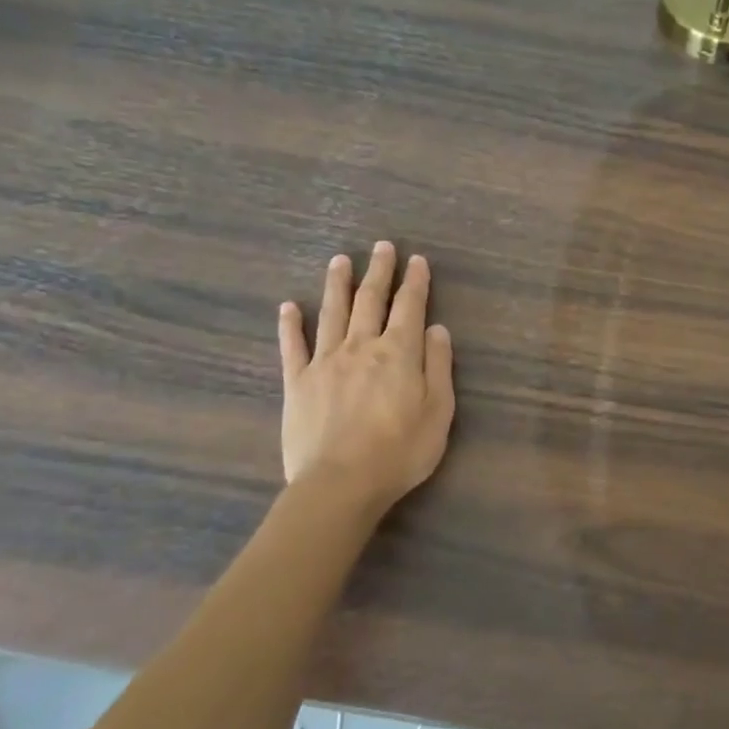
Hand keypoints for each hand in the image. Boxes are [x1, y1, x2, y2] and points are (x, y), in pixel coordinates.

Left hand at [276, 242, 455, 514]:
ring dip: (337, 284)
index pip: (409, 306)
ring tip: (340, 260)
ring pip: (331, 313)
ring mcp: (325, 362)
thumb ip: (438, 366)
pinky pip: (292, 346)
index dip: (414, 282)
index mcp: (398, 353)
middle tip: (382, 246)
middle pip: (370, 300)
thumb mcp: (439, 411)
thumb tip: (436, 328)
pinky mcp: (297, 383)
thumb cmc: (400, 451)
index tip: (417, 260)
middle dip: (378, 271)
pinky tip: (288, 306)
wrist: (341, 483)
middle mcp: (361, 347)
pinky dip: (290, 324)